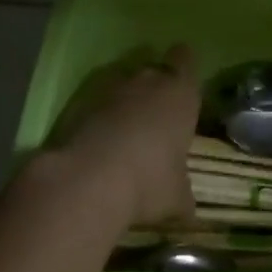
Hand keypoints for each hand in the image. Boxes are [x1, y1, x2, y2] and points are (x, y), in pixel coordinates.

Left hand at [47, 44, 199, 226]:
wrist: (91, 179)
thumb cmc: (150, 180)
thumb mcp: (177, 197)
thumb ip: (184, 196)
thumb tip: (188, 211)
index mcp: (181, 93)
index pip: (185, 60)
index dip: (184, 68)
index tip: (182, 83)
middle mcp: (149, 81)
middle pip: (155, 70)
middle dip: (156, 88)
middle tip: (158, 116)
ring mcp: (113, 89)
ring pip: (125, 84)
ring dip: (127, 101)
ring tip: (128, 132)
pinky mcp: (83, 103)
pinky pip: (99, 102)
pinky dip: (101, 117)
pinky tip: (102, 143)